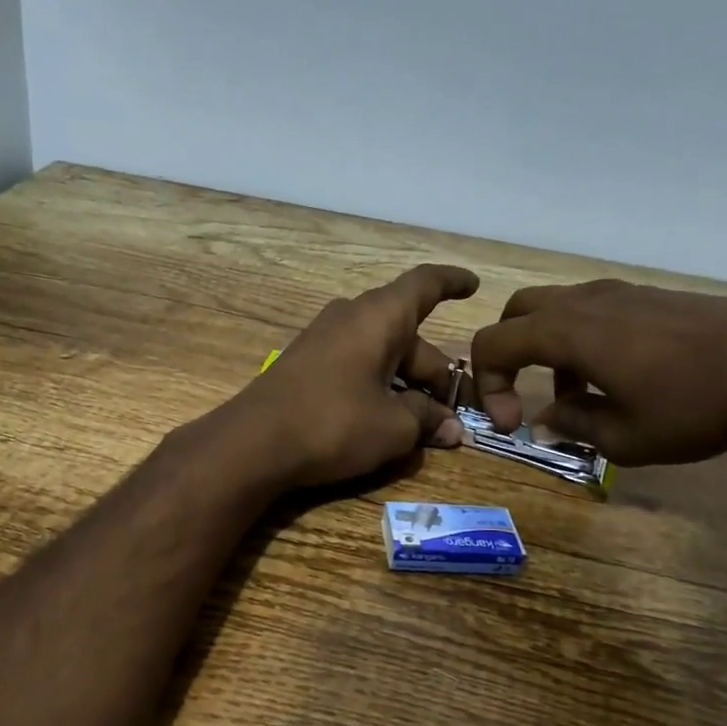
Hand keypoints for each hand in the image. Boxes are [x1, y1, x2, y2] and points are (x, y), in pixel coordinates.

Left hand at [233, 264, 480, 486]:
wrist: (252, 443)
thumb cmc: (333, 423)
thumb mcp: (393, 427)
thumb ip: (426, 420)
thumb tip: (450, 428)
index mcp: (379, 317)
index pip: (424, 284)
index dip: (452, 282)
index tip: (473, 285)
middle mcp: (350, 318)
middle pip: (407, 335)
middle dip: (436, 373)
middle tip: (457, 413)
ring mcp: (323, 341)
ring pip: (381, 354)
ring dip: (407, 384)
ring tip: (427, 425)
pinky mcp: (304, 366)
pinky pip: (355, 367)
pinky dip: (378, 388)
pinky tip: (386, 421)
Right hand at [469, 280, 726, 466]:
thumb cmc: (694, 406)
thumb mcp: (624, 438)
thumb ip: (573, 426)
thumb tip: (546, 419)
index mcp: (565, 332)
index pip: (492, 345)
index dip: (487, 386)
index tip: (513, 424)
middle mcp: (583, 302)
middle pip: (516, 314)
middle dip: (506, 356)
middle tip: (523, 395)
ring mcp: (619, 293)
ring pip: (555, 310)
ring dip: (547, 351)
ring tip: (578, 397)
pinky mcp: (650, 297)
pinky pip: (592, 311)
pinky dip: (581, 341)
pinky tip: (617, 378)